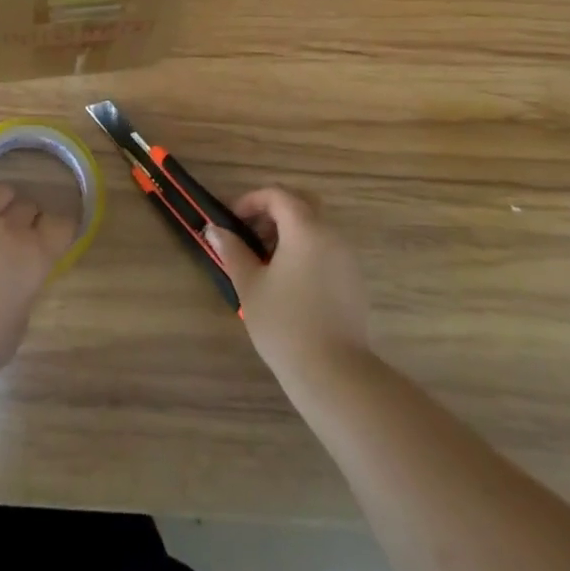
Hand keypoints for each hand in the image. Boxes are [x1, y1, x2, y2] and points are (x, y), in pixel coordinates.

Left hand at [0, 181, 76, 392]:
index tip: (52, 242)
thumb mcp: (14, 332)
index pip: (62, 225)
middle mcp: (8, 229)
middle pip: (29, 206)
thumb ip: (23, 297)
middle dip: (28, 221)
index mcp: (34, 259)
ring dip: (1, 204)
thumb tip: (18, 282)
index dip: (59, 232)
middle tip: (17, 239)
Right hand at [206, 187, 371, 383]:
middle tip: (250, 233)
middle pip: (302, 204)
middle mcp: (331, 235)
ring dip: (289, 232)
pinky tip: (287, 281)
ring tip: (264, 261)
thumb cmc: (285, 324)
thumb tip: (214, 229)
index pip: (278, 195)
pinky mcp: (354, 281)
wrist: (335, 375)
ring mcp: (347, 258)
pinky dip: (305, 250)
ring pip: (316, 227)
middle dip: (273, 211)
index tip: (232, 221)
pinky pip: (326, 249)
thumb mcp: (250, 285)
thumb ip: (232, 251)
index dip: (251, 200)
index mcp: (306, 229)